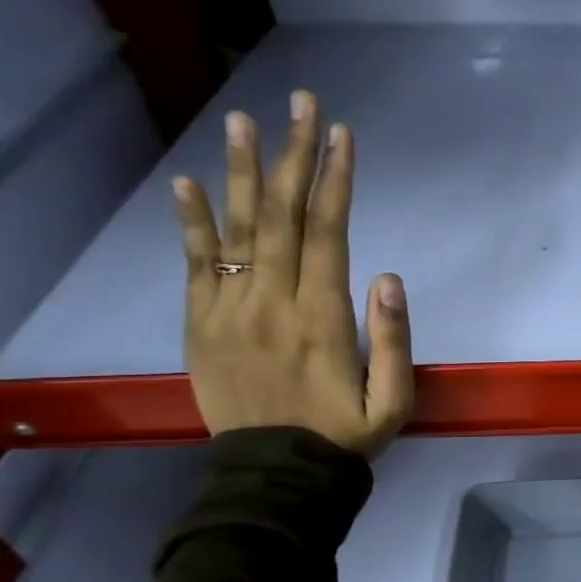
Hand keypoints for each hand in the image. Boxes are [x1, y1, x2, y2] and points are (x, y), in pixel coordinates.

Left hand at [172, 90, 413, 457]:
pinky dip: (190, 223)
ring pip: (236, 230)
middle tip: (299, 103)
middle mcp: (271, 303)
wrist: (275, 478)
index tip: (342, 135)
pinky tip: (187, 183)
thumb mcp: (393, 402)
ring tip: (242, 120)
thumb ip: (392, 340)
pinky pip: (193, 266)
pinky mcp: (201, 326)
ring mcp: (229, 312)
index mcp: (322, 318)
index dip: (335, 180)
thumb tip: (389, 276)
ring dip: (240, 172)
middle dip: (293, 155)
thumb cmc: (344, 437)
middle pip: (281, 216)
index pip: (328, 233)